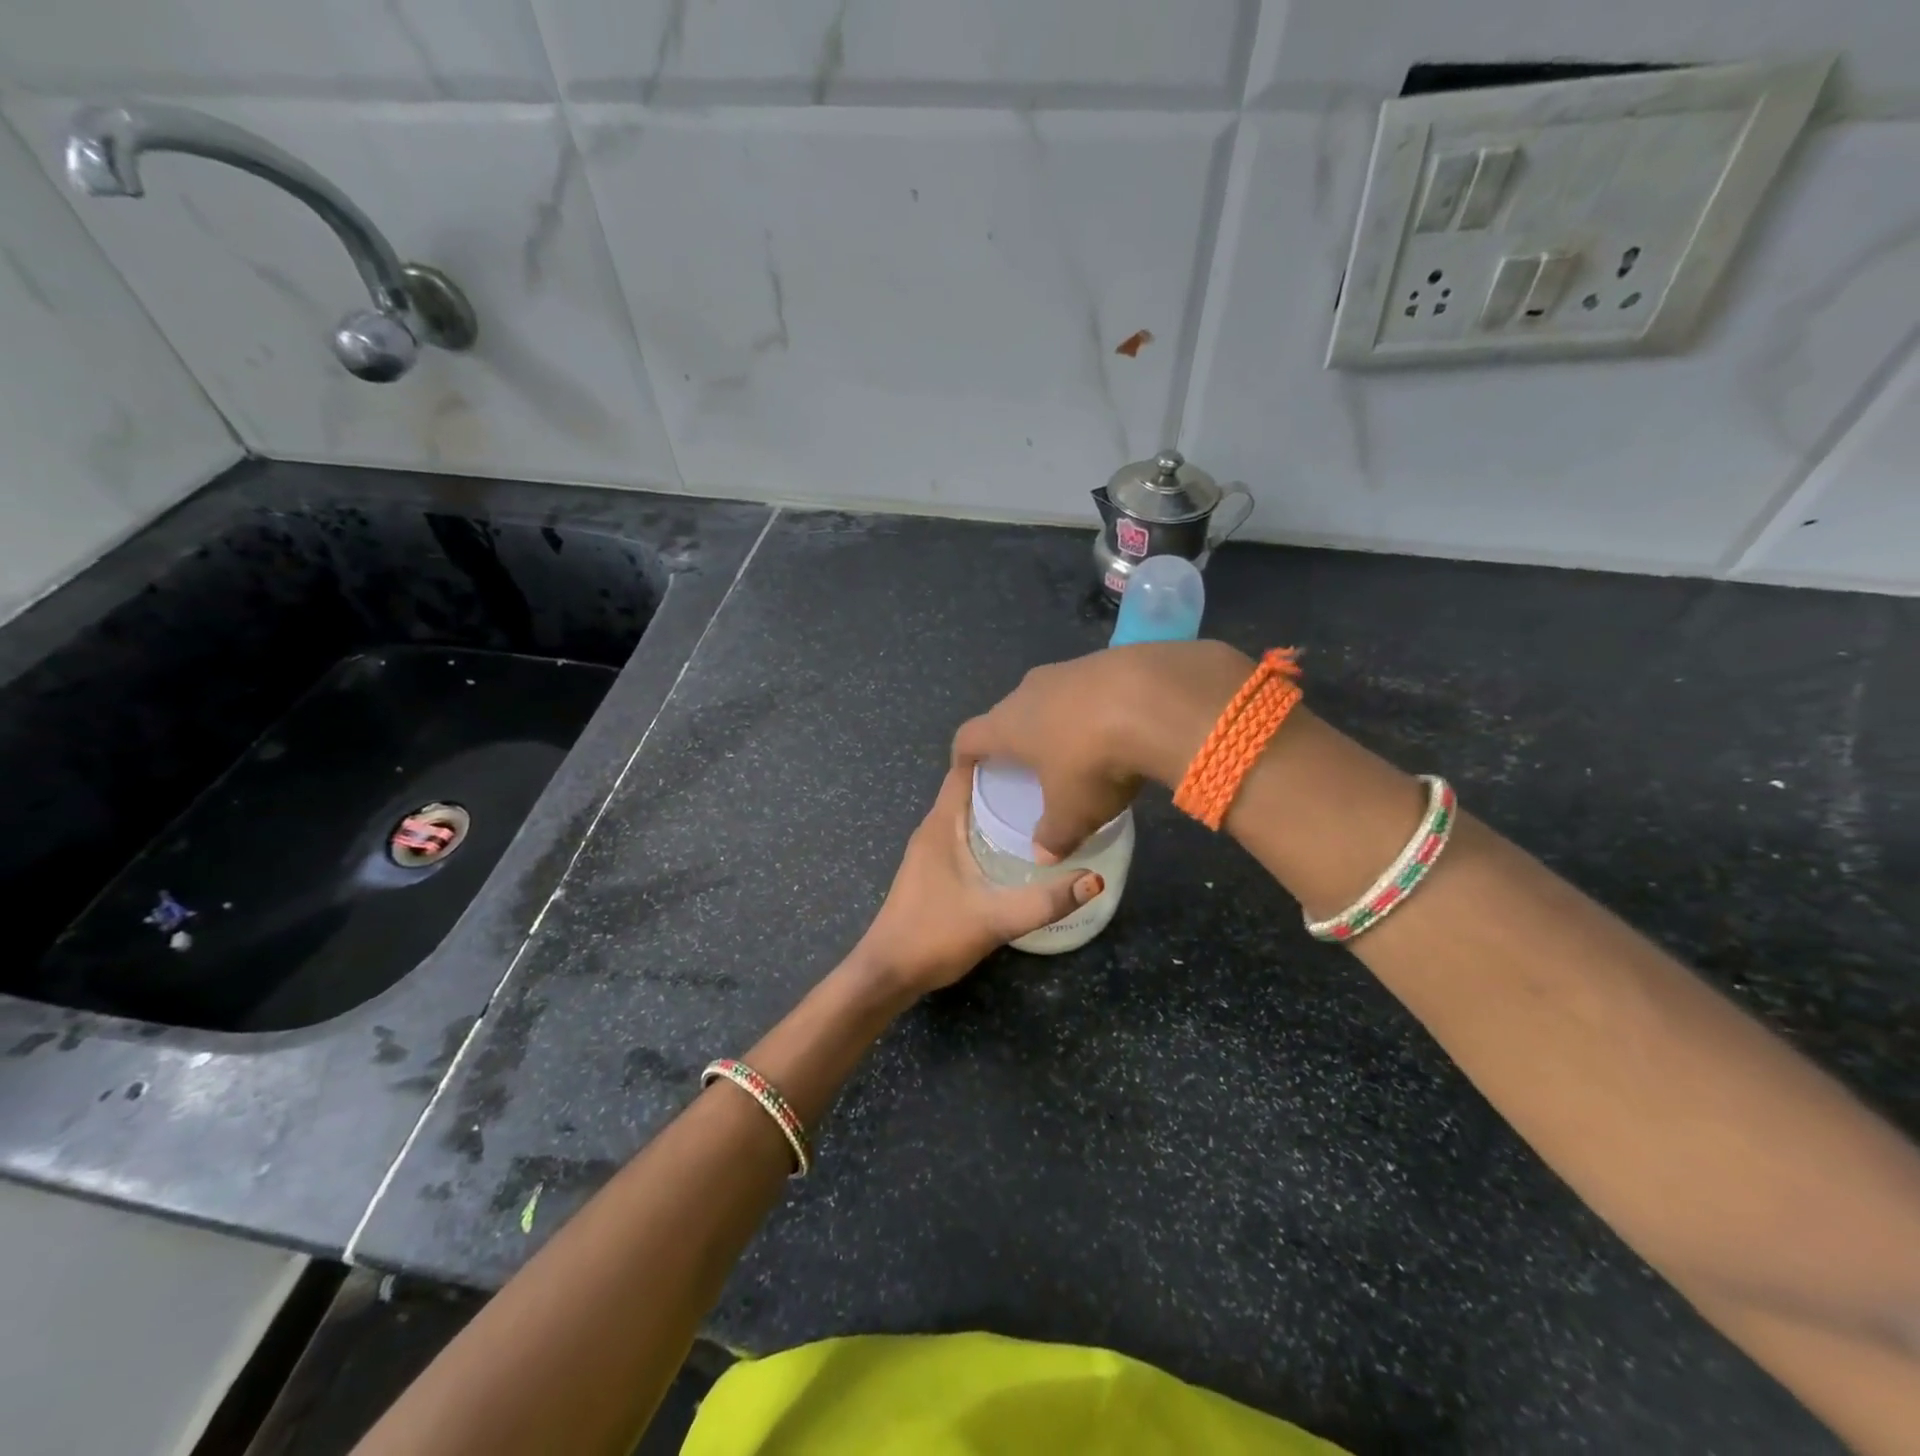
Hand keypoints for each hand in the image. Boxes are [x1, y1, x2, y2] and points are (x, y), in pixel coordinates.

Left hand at [855, 765, 1102, 996]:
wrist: (887, 973)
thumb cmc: (934, 936)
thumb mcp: (995, 918)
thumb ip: (1045, 901)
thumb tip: (1095, 880)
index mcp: (941, 824)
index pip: (964, 768)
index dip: (996, 752)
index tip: (1036, 745)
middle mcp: (933, 828)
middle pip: (970, 787)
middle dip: (1007, 777)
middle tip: (1052, 775)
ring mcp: (930, 849)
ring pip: (967, 811)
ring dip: (998, 804)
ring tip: (1043, 802)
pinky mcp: (933, 869)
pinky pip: (964, 832)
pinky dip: (989, 827)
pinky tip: (1018, 842)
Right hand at [952, 640, 1252, 860]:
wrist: (1155, 699)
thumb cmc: (1093, 761)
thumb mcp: (1073, 812)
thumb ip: (1053, 836)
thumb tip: (1043, 857)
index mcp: (1008, 725)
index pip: (969, 737)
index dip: (964, 756)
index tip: (968, 771)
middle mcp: (1029, 690)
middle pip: (1009, 713)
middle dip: (1014, 738)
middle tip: (1027, 764)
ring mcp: (1069, 669)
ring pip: (1050, 697)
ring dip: (1056, 720)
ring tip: (1075, 746)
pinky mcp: (1108, 659)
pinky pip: (1089, 687)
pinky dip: (1094, 707)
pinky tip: (1117, 726)